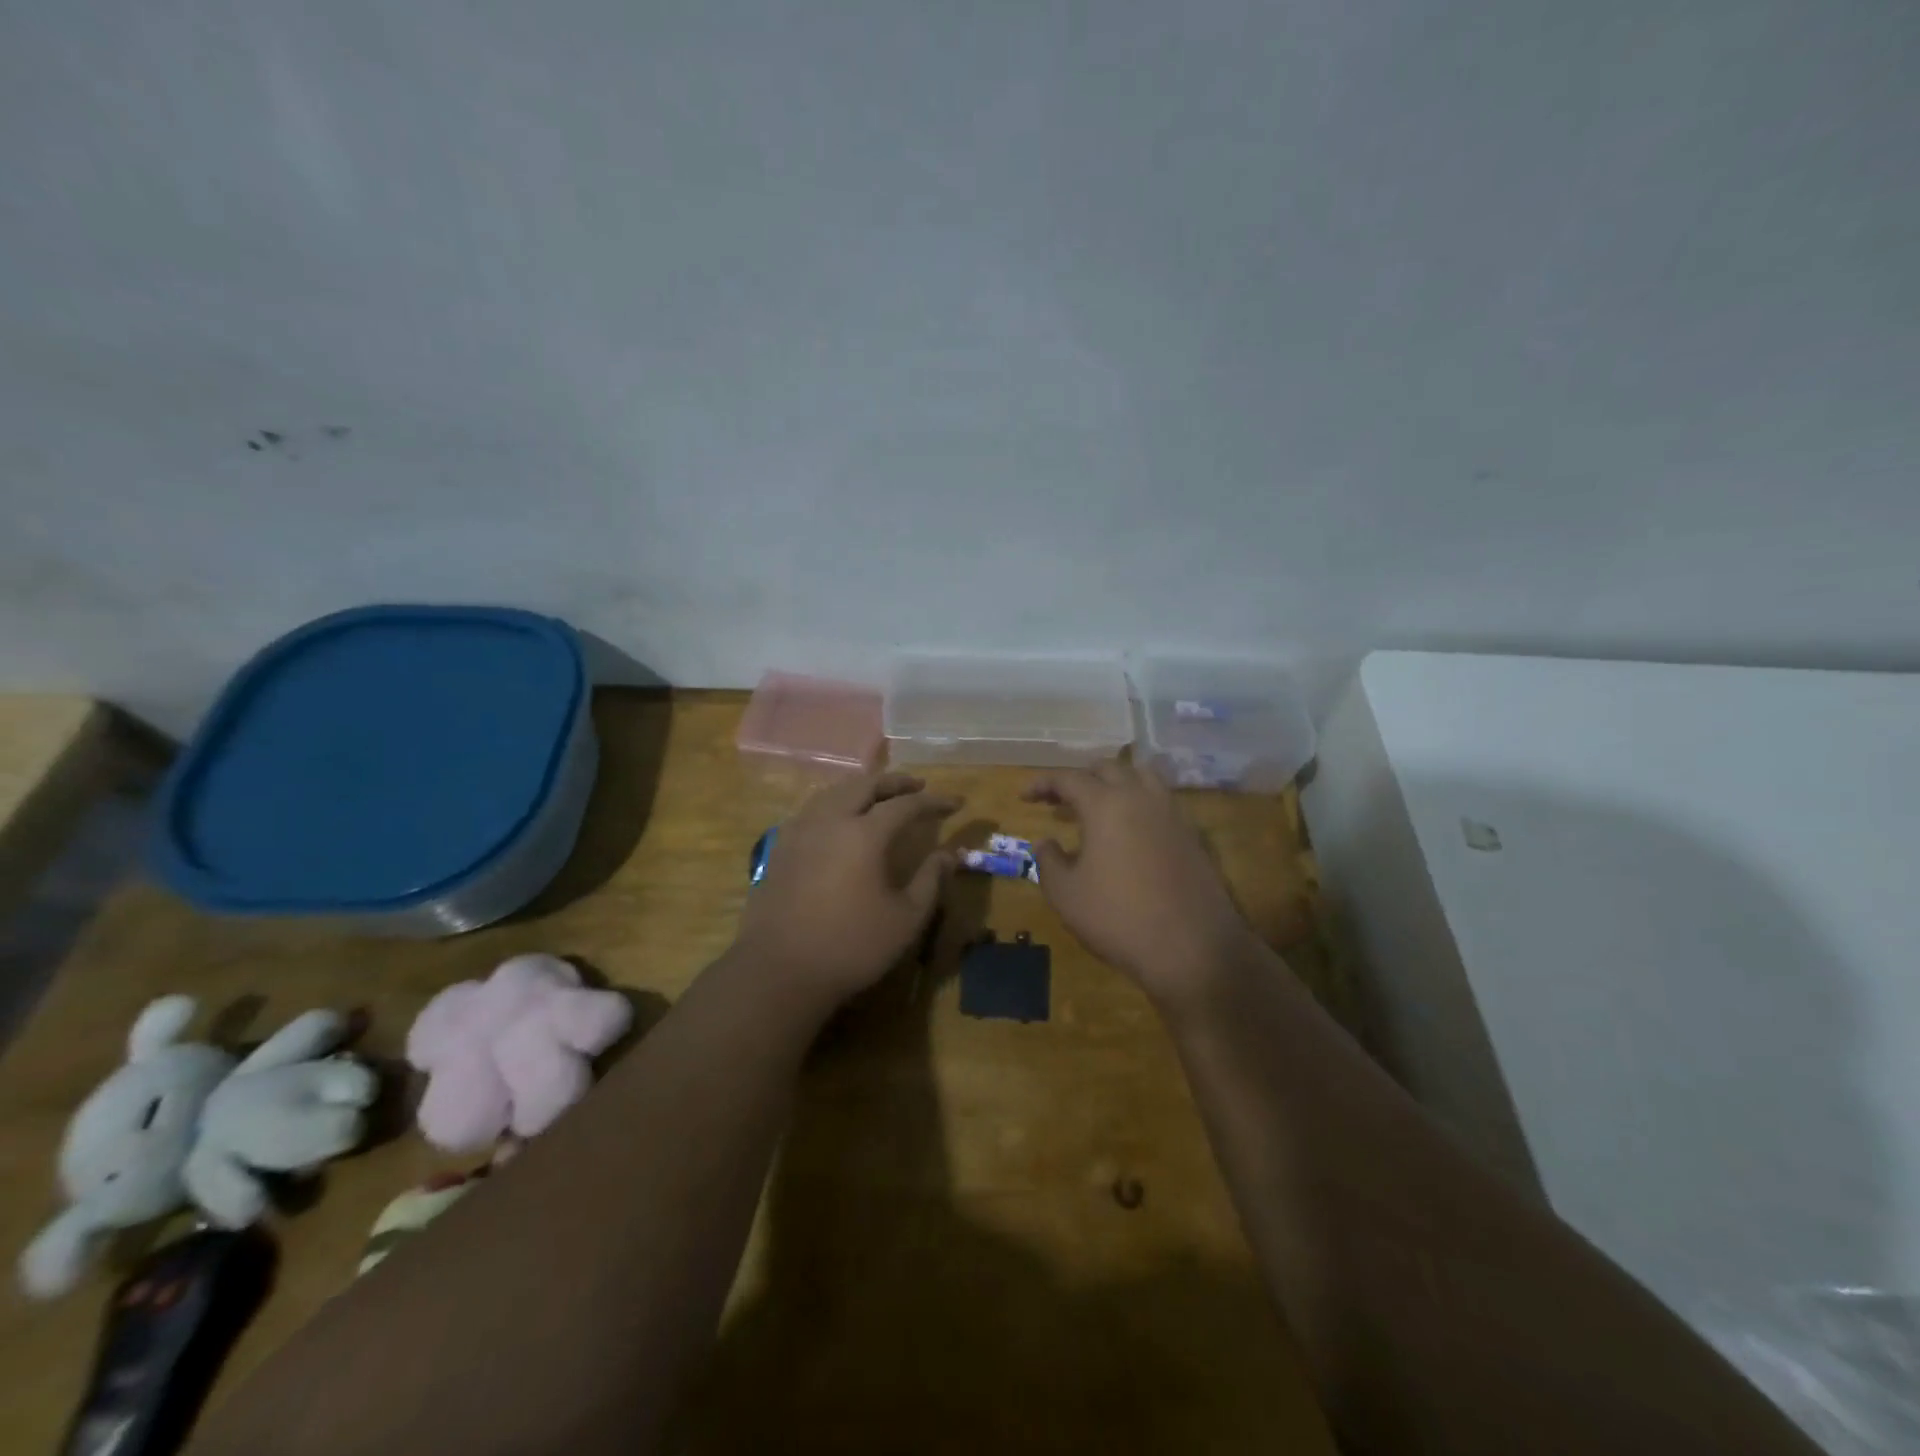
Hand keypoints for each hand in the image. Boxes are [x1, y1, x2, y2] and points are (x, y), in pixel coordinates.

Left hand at [735, 773, 958, 1006]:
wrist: (779, 971)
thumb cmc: (850, 946)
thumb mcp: (905, 919)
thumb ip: (930, 881)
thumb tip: (949, 855)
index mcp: (864, 834)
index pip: (906, 805)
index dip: (933, 801)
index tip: (955, 802)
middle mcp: (830, 820)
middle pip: (865, 785)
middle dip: (895, 782)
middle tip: (917, 786)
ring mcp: (800, 831)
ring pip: (834, 792)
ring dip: (862, 788)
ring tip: (880, 796)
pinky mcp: (780, 848)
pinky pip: (813, 810)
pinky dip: (835, 803)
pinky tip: (839, 819)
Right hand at [1025, 762, 1261, 1010]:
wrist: (1193, 949)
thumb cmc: (1119, 918)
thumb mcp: (1066, 895)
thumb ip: (1049, 861)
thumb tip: (1044, 841)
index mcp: (1106, 805)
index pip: (1069, 778)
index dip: (1043, 783)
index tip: (1024, 795)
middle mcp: (1141, 798)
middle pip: (1108, 769)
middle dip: (1080, 778)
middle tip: (1060, 799)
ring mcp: (1173, 814)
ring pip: (1142, 777)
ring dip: (1115, 783)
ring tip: (1098, 805)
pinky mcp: (1193, 835)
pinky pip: (1162, 802)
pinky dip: (1140, 803)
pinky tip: (1131, 830)